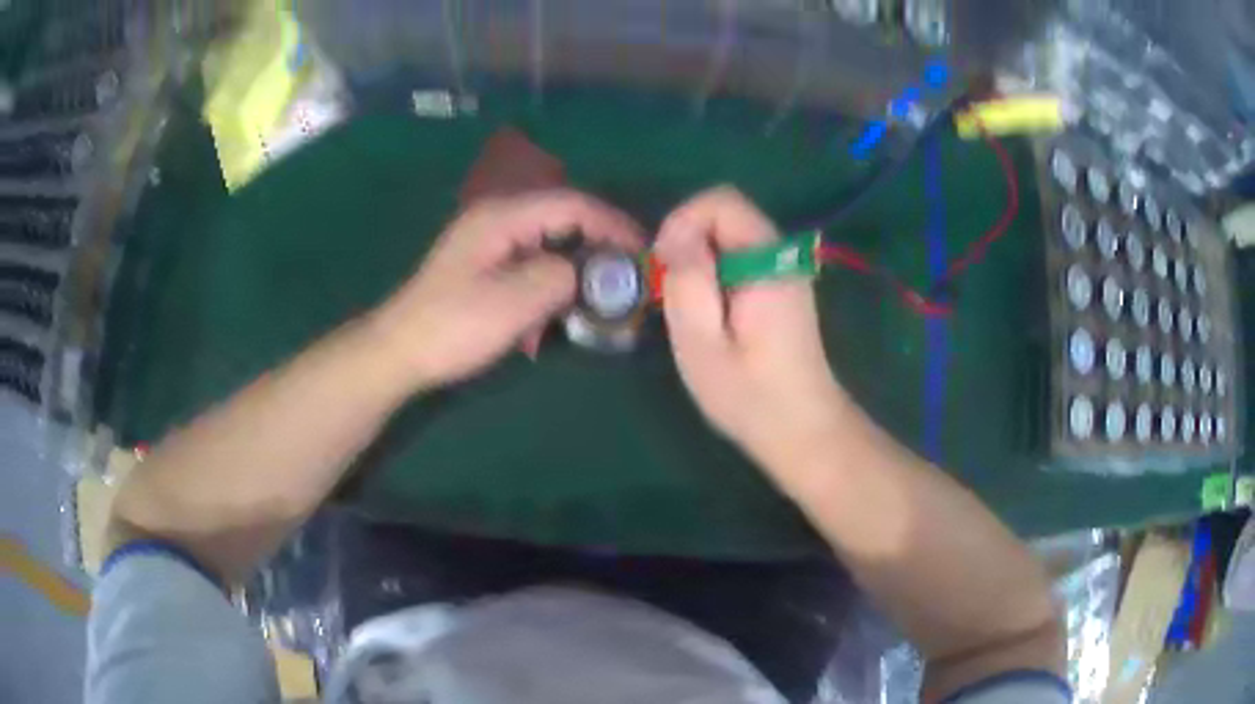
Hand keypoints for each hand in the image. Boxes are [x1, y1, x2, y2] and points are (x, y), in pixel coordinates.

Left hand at [370, 190, 643, 389]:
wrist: (398, 352)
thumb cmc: (452, 327)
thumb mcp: (513, 303)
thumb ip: (560, 278)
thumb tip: (586, 273)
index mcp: (503, 217)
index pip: (572, 204)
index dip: (613, 224)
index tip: (644, 251)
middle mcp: (498, 219)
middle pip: (563, 219)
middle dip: (599, 245)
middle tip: (628, 276)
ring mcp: (490, 242)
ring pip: (550, 243)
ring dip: (575, 268)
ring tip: (598, 298)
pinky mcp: (485, 266)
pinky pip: (532, 263)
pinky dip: (551, 283)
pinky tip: (555, 313)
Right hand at [656, 187, 848, 470]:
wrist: (803, 430)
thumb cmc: (750, 396)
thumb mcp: (702, 343)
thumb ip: (688, 281)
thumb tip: (677, 233)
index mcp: (767, 261)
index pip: (721, 201)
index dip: (682, 222)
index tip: (666, 267)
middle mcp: (781, 255)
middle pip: (725, 215)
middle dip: (687, 243)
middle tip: (672, 295)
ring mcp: (785, 270)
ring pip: (729, 237)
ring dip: (699, 263)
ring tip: (690, 313)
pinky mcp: (782, 287)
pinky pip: (739, 258)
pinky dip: (715, 275)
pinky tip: (712, 318)